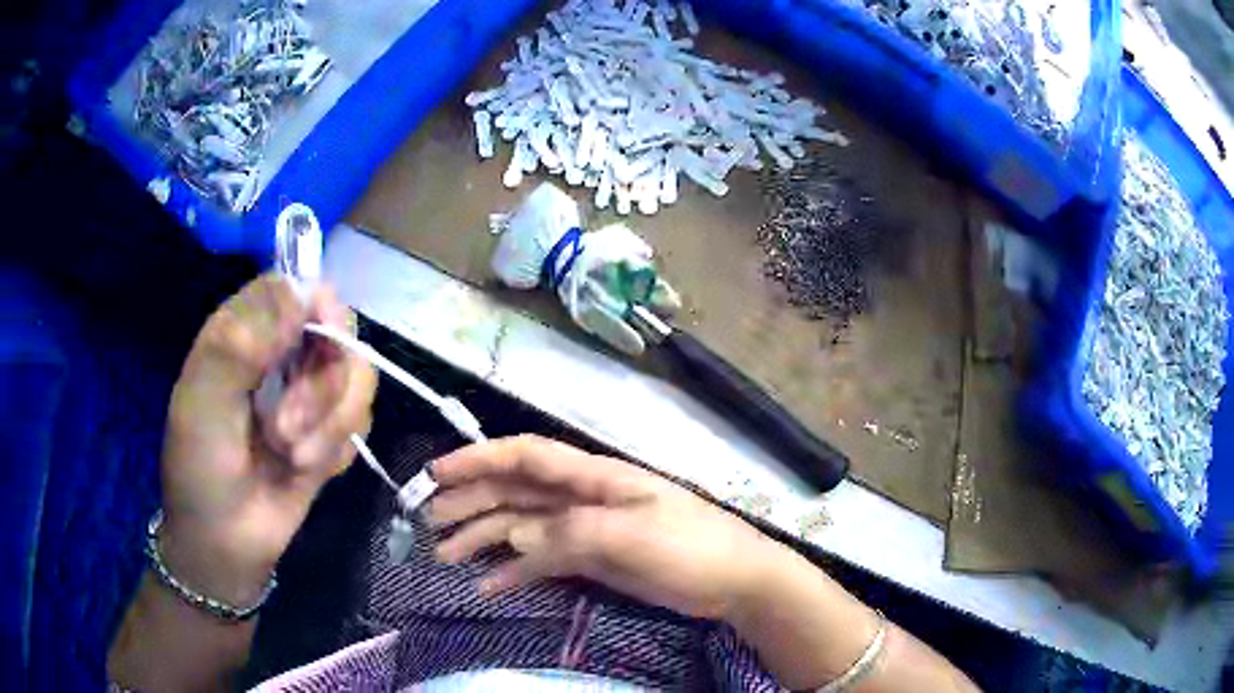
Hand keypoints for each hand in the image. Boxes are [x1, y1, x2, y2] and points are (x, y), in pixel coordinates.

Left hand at [159, 274, 376, 602]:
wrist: (224, 542)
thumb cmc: (200, 467)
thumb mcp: (203, 402)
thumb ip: (242, 343)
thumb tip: (304, 294)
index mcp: (243, 333)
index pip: (293, 288)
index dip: (317, 305)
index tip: (324, 338)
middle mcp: (281, 356)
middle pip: (337, 334)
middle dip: (321, 389)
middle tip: (285, 433)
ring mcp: (309, 396)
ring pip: (357, 379)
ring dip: (330, 426)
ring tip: (294, 459)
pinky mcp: (330, 434)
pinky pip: (360, 422)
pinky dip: (337, 448)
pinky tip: (308, 470)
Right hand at [426, 435, 776, 620]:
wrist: (734, 582)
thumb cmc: (690, 547)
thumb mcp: (632, 535)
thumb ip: (570, 533)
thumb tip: (512, 536)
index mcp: (593, 477)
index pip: (526, 456)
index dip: (479, 458)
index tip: (437, 472)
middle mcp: (581, 497)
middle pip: (514, 492)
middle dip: (469, 501)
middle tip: (428, 521)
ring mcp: (584, 530)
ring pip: (521, 527)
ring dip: (482, 538)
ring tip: (444, 557)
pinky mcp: (591, 560)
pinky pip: (541, 561)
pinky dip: (512, 572)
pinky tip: (486, 586)